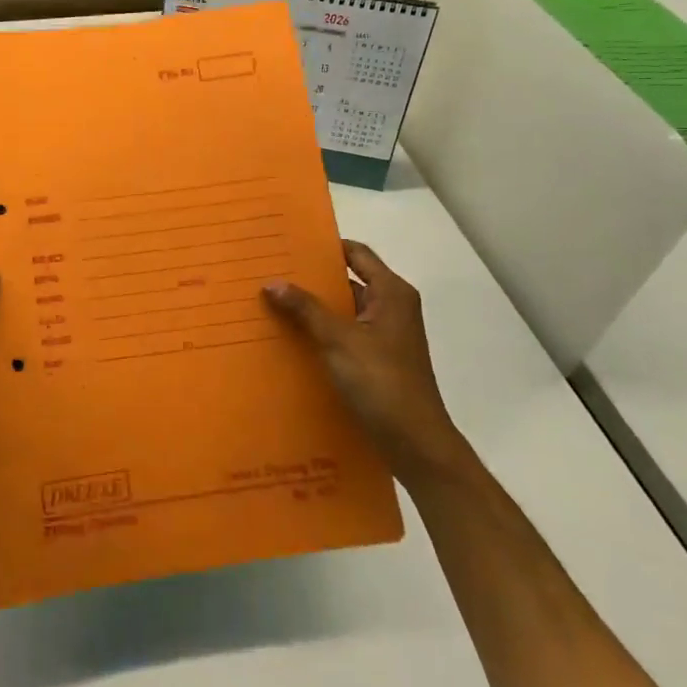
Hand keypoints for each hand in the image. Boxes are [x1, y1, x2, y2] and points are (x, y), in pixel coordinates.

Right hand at [262, 240, 467, 486]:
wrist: (415, 443)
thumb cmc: (382, 382)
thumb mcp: (339, 341)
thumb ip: (306, 309)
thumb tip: (272, 282)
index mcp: (391, 293)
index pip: (356, 253)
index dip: (325, 246)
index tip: (289, 242)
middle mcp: (391, 308)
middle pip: (347, 281)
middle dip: (311, 278)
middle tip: (271, 271)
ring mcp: (384, 335)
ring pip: (343, 310)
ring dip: (313, 308)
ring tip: (272, 302)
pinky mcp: (375, 360)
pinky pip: (343, 335)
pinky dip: (320, 332)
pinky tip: (289, 337)